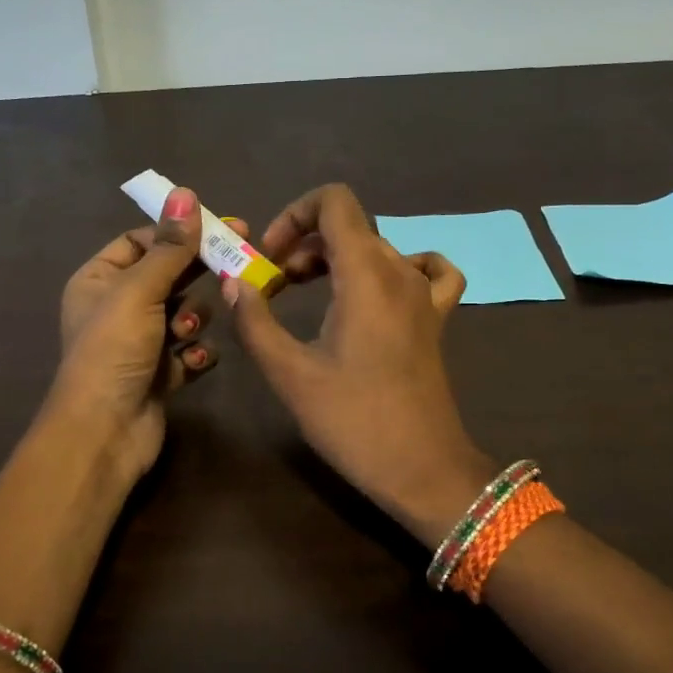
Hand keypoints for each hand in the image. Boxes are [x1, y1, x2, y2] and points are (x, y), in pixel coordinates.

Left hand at [48, 186, 236, 481]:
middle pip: (168, 276)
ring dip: (192, 321)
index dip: (178, 233)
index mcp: (98, 280)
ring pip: (184, 314)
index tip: (220, 226)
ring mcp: (140, 343)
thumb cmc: (114, 350)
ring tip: (184, 334)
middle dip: (196, 274)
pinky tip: (191, 362)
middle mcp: (117, 307)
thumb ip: (169, 246)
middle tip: (239, 259)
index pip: (142, 241)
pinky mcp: (160, 374)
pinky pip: (189, 351)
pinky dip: (195, 355)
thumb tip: (186, 194)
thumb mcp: (139, 290)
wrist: (105, 432)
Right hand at [225, 183, 495, 544]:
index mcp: (366, 274)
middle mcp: (401, 271)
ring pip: (378, 248)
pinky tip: (380, 291)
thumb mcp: (291, 374)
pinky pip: (429, 271)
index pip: (334, 202)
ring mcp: (425, 295)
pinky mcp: (437, 319)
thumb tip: (235, 283)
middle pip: (350, 227)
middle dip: (303, 246)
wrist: (422, 470)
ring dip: (337, 259)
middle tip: (275, 288)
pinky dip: (399, 267)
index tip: (269, 260)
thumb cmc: (353, 422)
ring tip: (309, 293)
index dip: (293, 216)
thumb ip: (256, 321)